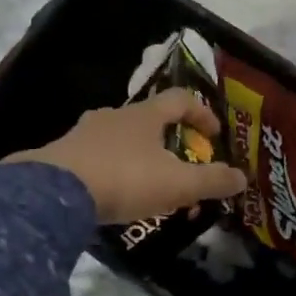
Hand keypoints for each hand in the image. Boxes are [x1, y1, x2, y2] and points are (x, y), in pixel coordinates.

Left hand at [7, 88, 248, 224]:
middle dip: (169, 141)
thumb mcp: (177, 184)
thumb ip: (211, 181)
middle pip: (149, 119)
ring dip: (139, 157)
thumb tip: (242, 178)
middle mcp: (114, 115)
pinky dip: (112, 171)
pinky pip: (96, 157)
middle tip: (182, 166)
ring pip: (121, 139)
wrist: (53, 193)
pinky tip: (114, 195)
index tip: (215, 135)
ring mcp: (84, 133)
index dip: (202, 114)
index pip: (181, 100)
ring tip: (149, 186)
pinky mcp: (62, 155)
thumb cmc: (124, 179)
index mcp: (145, 115)